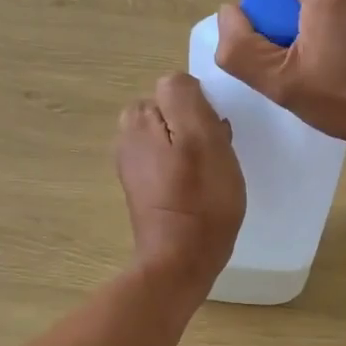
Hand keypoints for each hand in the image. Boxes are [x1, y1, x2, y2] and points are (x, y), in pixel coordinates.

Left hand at [115, 72, 244, 296]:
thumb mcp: (200, 135)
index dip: (202, 109)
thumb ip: (185, 96)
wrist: (181, 261)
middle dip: (199, 128)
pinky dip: (191, 171)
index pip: (176, 89)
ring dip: (198, 150)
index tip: (215, 135)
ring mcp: (135, 167)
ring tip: (214, 176)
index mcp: (137, 120)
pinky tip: (204, 191)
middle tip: (217, 156)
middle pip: (175, 114)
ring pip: (177, 139)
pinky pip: (174, 163)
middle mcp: (128, 139)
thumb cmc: (200, 198)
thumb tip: (179, 84)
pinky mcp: (146, 190)